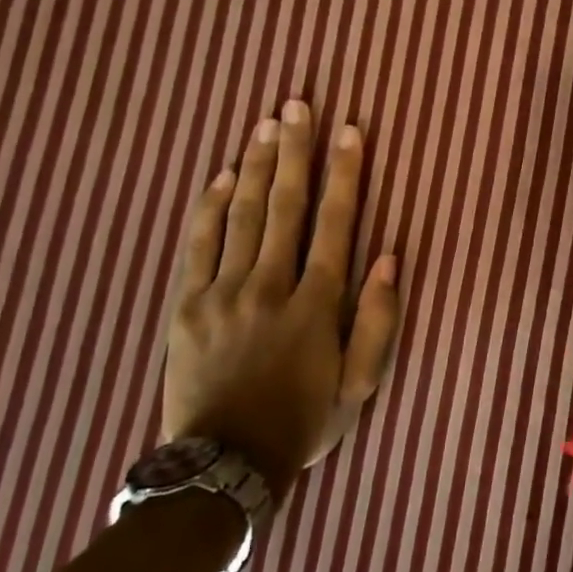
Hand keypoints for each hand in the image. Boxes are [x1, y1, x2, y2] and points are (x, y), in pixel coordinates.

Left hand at [162, 101, 400, 496]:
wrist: (222, 466)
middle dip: (294, 151)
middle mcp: (269, 286)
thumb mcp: (360, 385)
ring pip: (240, 216)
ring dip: (253, 166)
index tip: (349, 132)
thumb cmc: (302, 422)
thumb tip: (387, 258)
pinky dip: (207, 207)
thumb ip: (377, 320)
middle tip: (296, 105)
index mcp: (315, 304)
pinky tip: (218, 176)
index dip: (345, 174)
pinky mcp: (186, 306)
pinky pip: (196, 246)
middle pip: (284, 206)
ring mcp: (222, 294)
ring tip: (264, 125)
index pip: (335, 224)